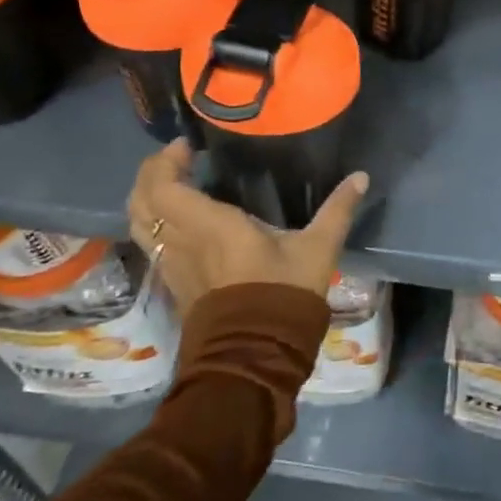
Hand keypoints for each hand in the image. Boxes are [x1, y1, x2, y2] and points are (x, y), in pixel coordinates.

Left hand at [128, 140, 369, 314]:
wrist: (256, 354)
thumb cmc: (284, 294)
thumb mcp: (317, 249)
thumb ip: (337, 210)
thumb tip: (361, 177)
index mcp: (210, 226)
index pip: (164, 186)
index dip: (166, 161)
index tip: (187, 146)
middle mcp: (181, 241)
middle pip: (140, 201)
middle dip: (151, 174)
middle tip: (176, 159)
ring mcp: (172, 265)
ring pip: (139, 224)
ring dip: (147, 198)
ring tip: (172, 185)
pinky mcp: (174, 283)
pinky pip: (150, 244)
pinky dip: (154, 223)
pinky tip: (180, 221)